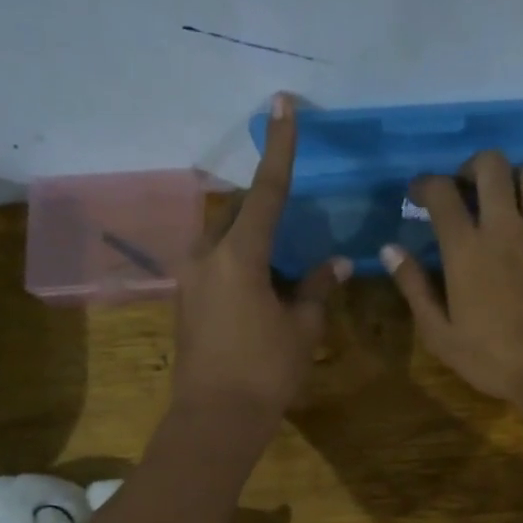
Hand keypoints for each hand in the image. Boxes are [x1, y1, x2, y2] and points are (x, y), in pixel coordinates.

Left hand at [172, 95, 348, 418]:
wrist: (215, 417)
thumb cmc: (265, 370)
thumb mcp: (302, 328)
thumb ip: (318, 288)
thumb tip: (335, 263)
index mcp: (239, 255)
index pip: (267, 191)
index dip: (280, 147)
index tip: (282, 104)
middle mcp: (207, 256)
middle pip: (238, 212)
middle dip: (265, 203)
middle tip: (293, 210)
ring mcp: (191, 278)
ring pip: (223, 237)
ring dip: (251, 236)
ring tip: (282, 255)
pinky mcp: (186, 300)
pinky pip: (216, 263)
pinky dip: (240, 260)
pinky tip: (263, 284)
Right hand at [381, 151, 522, 413]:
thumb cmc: (495, 359)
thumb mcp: (441, 335)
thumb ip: (414, 288)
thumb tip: (389, 250)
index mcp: (467, 249)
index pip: (441, 192)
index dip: (424, 184)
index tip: (418, 195)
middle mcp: (506, 226)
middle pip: (490, 165)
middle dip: (472, 167)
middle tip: (466, 189)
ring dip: (512, 180)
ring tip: (506, 202)